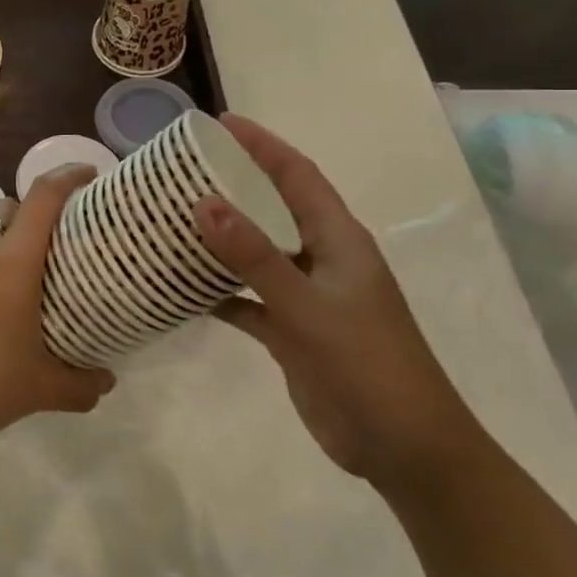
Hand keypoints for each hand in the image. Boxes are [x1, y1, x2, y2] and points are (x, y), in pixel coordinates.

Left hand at [0, 166, 113, 460]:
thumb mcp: (42, 390)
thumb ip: (82, 384)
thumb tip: (107, 382)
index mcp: (11, 263)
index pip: (43, 198)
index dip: (68, 176)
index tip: (89, 174)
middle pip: (10, 207)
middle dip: (34, 214)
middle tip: (53, 246)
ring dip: (0, 237)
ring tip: (15, 274)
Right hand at [195, 115, 488, 492]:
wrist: (407, 452)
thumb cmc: (369, 367)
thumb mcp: (308, 308)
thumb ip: (255, 257)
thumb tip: (204, 202)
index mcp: (338, 240)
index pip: (298, 176)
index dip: (262, 145)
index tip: (219, 123)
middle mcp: (321, 259)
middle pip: (271, 208)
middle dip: (231, 185)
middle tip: (180, 171)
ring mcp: (305, 297)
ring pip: (254, 254)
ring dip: (218, 239)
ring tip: (169, 221)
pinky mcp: (291, 331)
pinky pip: (245, 299)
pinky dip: (216, 292)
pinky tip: (179, 288)